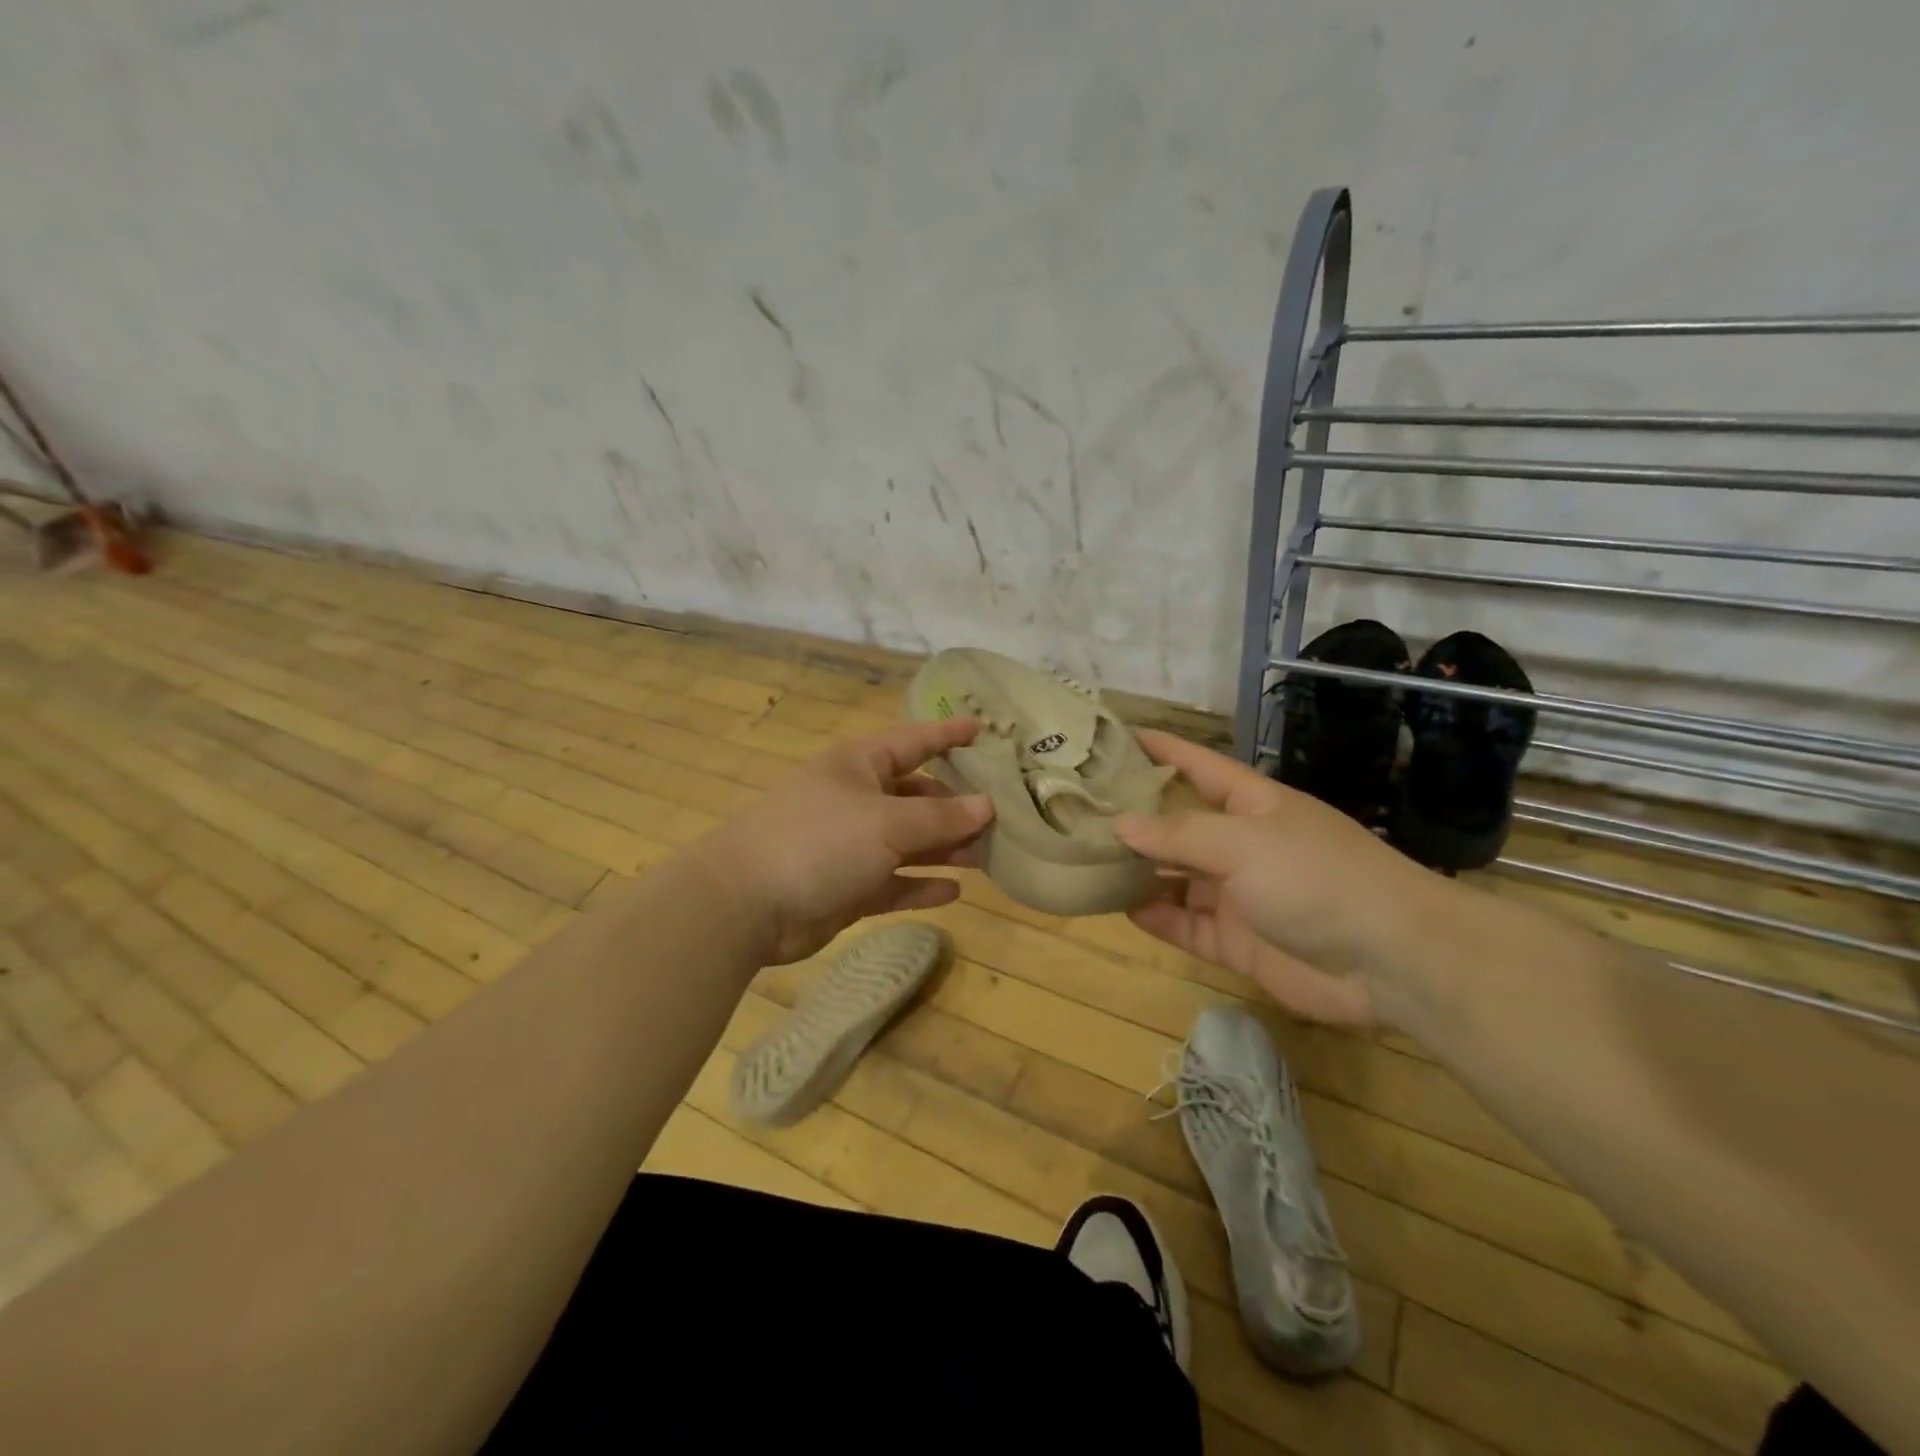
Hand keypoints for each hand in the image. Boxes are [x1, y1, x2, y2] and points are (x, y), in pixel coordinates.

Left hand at [692, 718, 993, 965]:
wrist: (746, 903)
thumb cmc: (820, 841)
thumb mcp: (887, 823)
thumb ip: (941, 817)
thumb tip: (987, 805)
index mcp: (860, 765)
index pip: (915, 741)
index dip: (949, 735)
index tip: (985, 731)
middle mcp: (858, 799)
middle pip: (918, 797)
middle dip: (957, 807)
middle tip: (1004, 818)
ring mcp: (851, 845)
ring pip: (910, 843)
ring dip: (945, 849)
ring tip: (988, 857)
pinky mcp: (848, 886)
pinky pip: (894, 882)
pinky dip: (920, 886)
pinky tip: (954, 892)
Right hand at [1115, 731, 1437, 1027]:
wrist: (1391, 960)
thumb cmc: (1316, 877)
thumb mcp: (1244, 843)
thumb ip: (1180, 834)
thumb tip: (1121, 825)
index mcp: (1251, 804)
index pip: (1197, 766)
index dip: (1161, 749)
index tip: (1115, 736)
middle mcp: (1241, 844)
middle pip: (1178, 825)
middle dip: (1136, 818)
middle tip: (1078, 811)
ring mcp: (1238, 894)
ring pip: (1176, 879)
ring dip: (1140, 872)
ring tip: (1087, 862)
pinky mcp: (1237, 941)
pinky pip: (1186, 925)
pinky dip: (1157, 918)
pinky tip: (1121, 908)